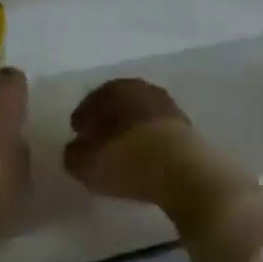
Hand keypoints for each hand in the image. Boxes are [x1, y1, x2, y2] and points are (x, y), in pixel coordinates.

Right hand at [62, 78, 202, 205]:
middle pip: (118, 107)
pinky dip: (151, 144)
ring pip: (141, 119)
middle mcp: (142, 90)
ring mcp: (169, 107)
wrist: (183, 172)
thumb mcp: (83, 163)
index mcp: (113, 89)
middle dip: (108, 124)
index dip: (82, 122)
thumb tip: (77, 150)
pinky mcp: (189, 129)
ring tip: (125, 156)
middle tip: (100, 146)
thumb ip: (73, 154)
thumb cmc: (125, 160)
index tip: (79, 138)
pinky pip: (160, 134)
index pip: (90, 103)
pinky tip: (146, 161)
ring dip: (132, 133)